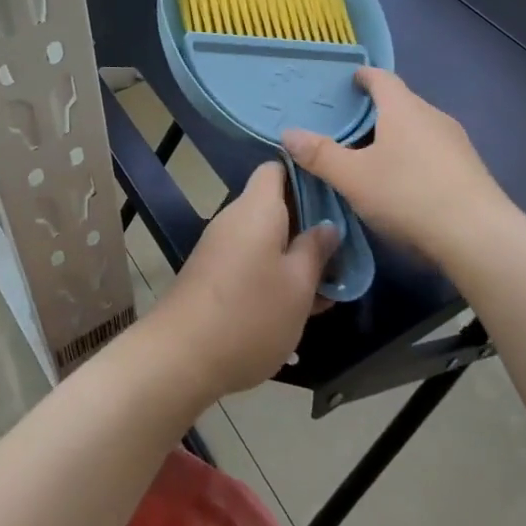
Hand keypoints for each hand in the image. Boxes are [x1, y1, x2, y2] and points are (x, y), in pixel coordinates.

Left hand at [148, 163, 337, 400]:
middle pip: (275, 205)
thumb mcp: (298, 285)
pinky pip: (252, 261)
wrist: (181, 357)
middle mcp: (235, 219)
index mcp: (257, 208)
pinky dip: (275, 274)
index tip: (336, 197)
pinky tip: (300, 307)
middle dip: (309, 225)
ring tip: (330, 286)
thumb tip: (327, 225)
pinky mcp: (214, 274)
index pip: (277, 168)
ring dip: (295, 256)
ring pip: (266, 238)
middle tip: (344, 250)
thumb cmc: (250, 314)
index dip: (307, 175)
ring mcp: (221, 247)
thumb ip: (316, 250)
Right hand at [282, 68, 515, 266]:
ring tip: (372, 157)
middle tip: (348, 126)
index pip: (381, 78)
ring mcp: (457, 143)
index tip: (348, 81)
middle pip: (401, 103)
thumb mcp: (353, 177)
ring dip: (396, 136)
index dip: (363, 76)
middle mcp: (433, 116)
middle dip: (376, 111)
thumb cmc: (408, 194)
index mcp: (403, 108)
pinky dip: (414, 158)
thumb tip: (288, 132)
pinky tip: (404, 184)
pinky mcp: (470, 170)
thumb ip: (320, 154)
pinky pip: (434, 152)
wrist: (479, 237)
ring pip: (418, 129)